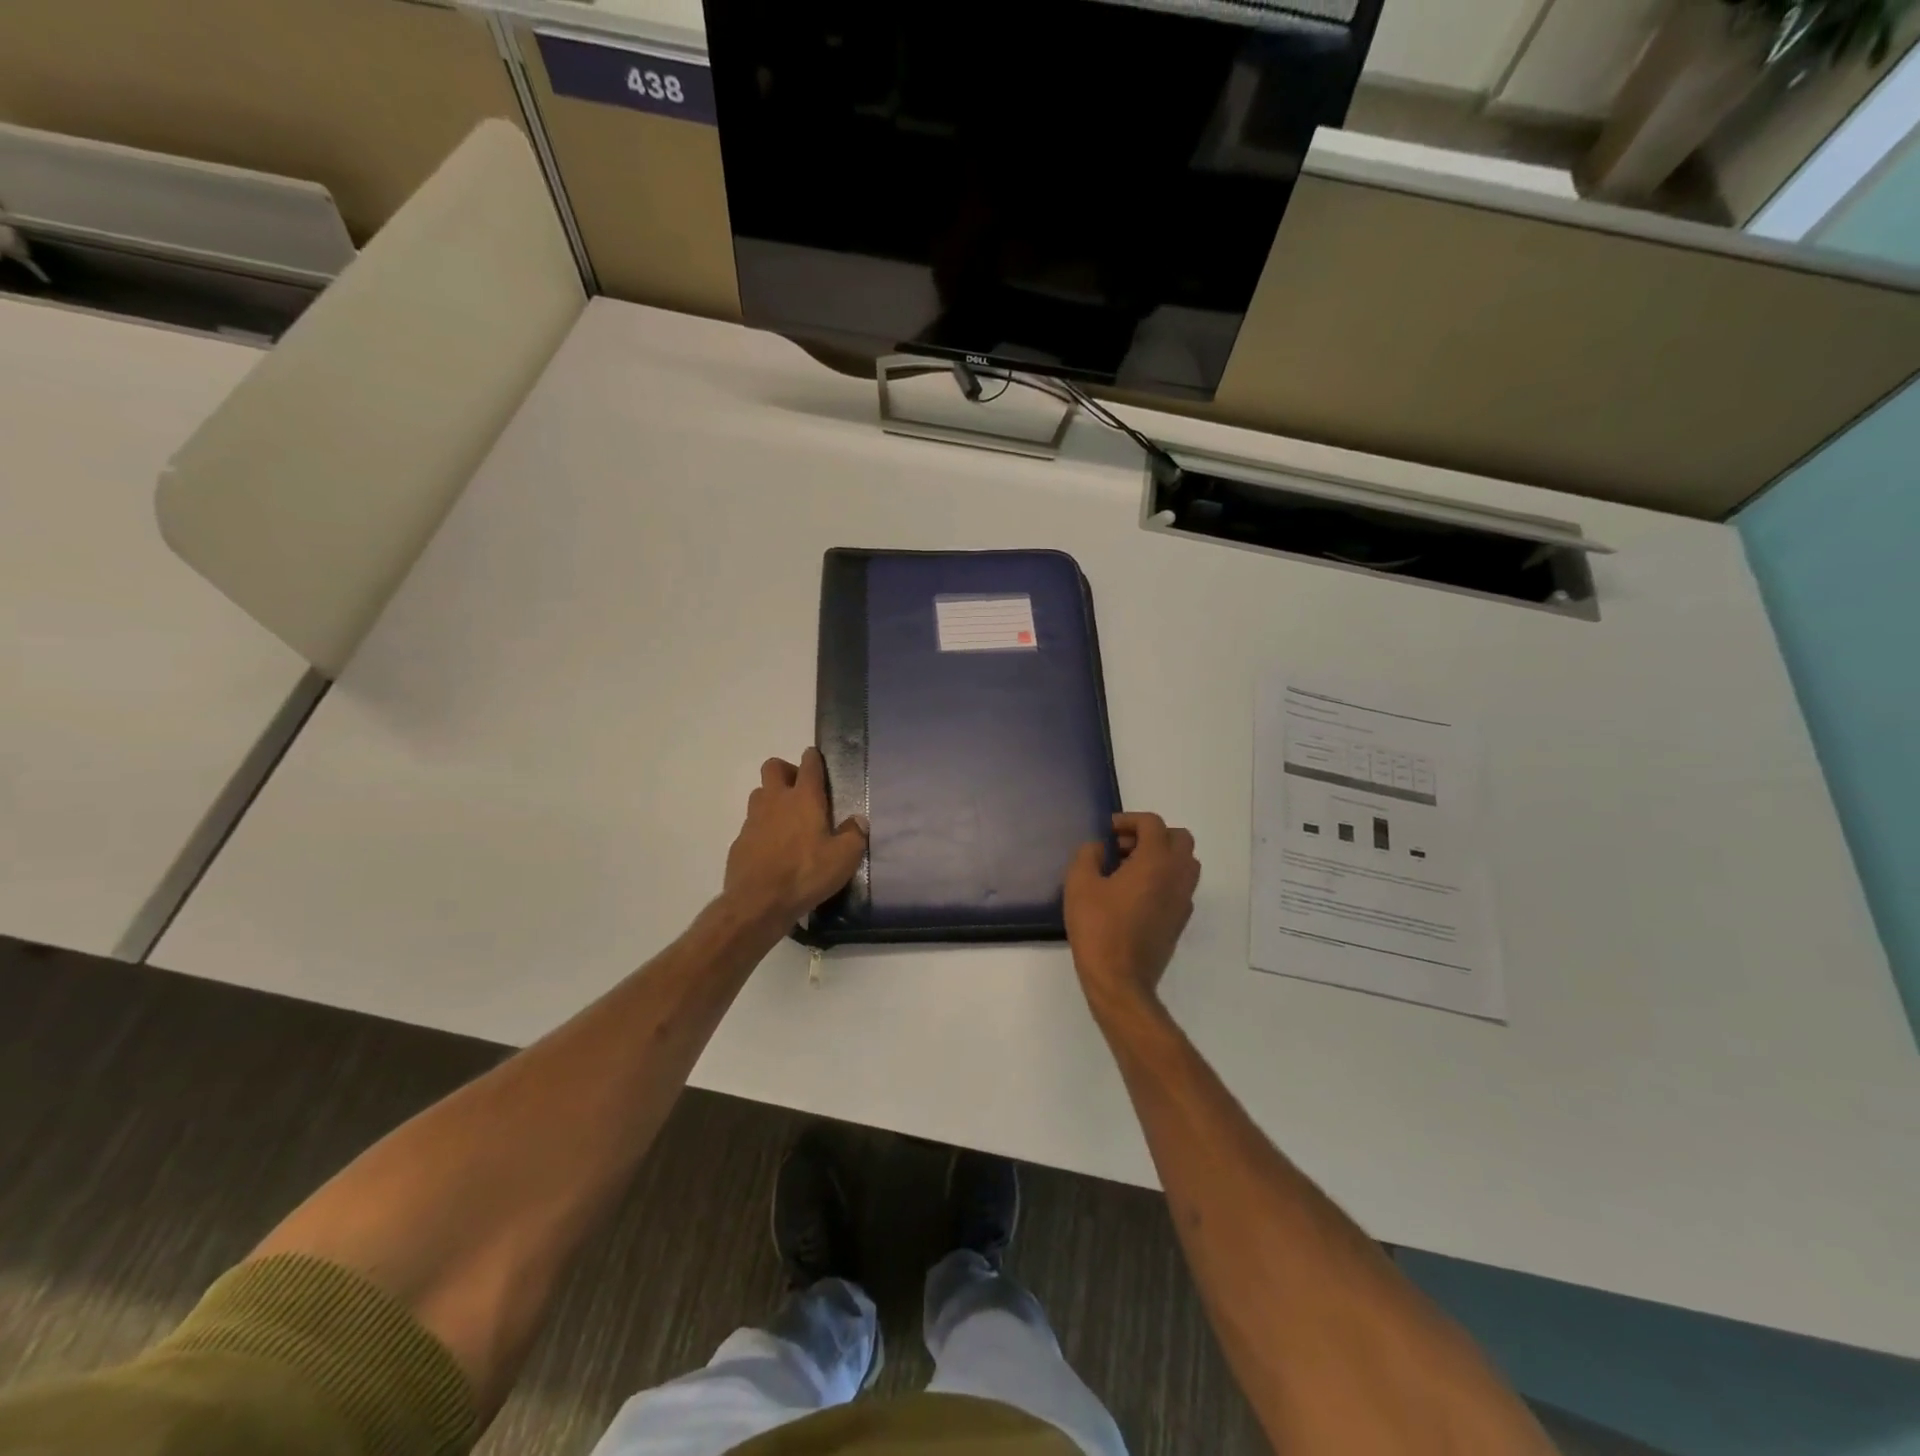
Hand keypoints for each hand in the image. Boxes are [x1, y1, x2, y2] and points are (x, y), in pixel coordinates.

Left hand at [723, 749, 867, 931]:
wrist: (758, 903)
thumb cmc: (806, 874)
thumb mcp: (844, 858)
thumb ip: (854, 835)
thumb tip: (858, 821)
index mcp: (804, 798)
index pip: (809, 764)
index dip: (813, 758)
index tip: (816, 759)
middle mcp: (775, 801)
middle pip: (773, 767)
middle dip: (786, 771)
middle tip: (800, 791)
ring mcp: (753, 820)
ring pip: (759, 794)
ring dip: (772, 798)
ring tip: (787, 820)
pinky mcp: (739, 842)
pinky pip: (751, 825)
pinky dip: (762, 829)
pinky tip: (773, 850)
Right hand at [1064, 813, 1200, 1016]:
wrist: (1120, 980)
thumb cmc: (1098, 927)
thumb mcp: (1079, 884)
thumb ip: (1088, 854)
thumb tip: (1100, 848)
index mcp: (1155, 861)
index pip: (1153, 824)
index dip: (1129, 820)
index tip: (1108, 831)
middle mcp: (1177, 876)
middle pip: (1179, 838)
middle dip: (1152, 834)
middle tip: (1124, 846)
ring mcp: (1183, 900)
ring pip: (1185, 862)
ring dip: (1162, 856)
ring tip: (1130, 868)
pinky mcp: (1180, 921)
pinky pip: (1181, 886)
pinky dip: (1164, 878)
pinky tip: (1136, 893)